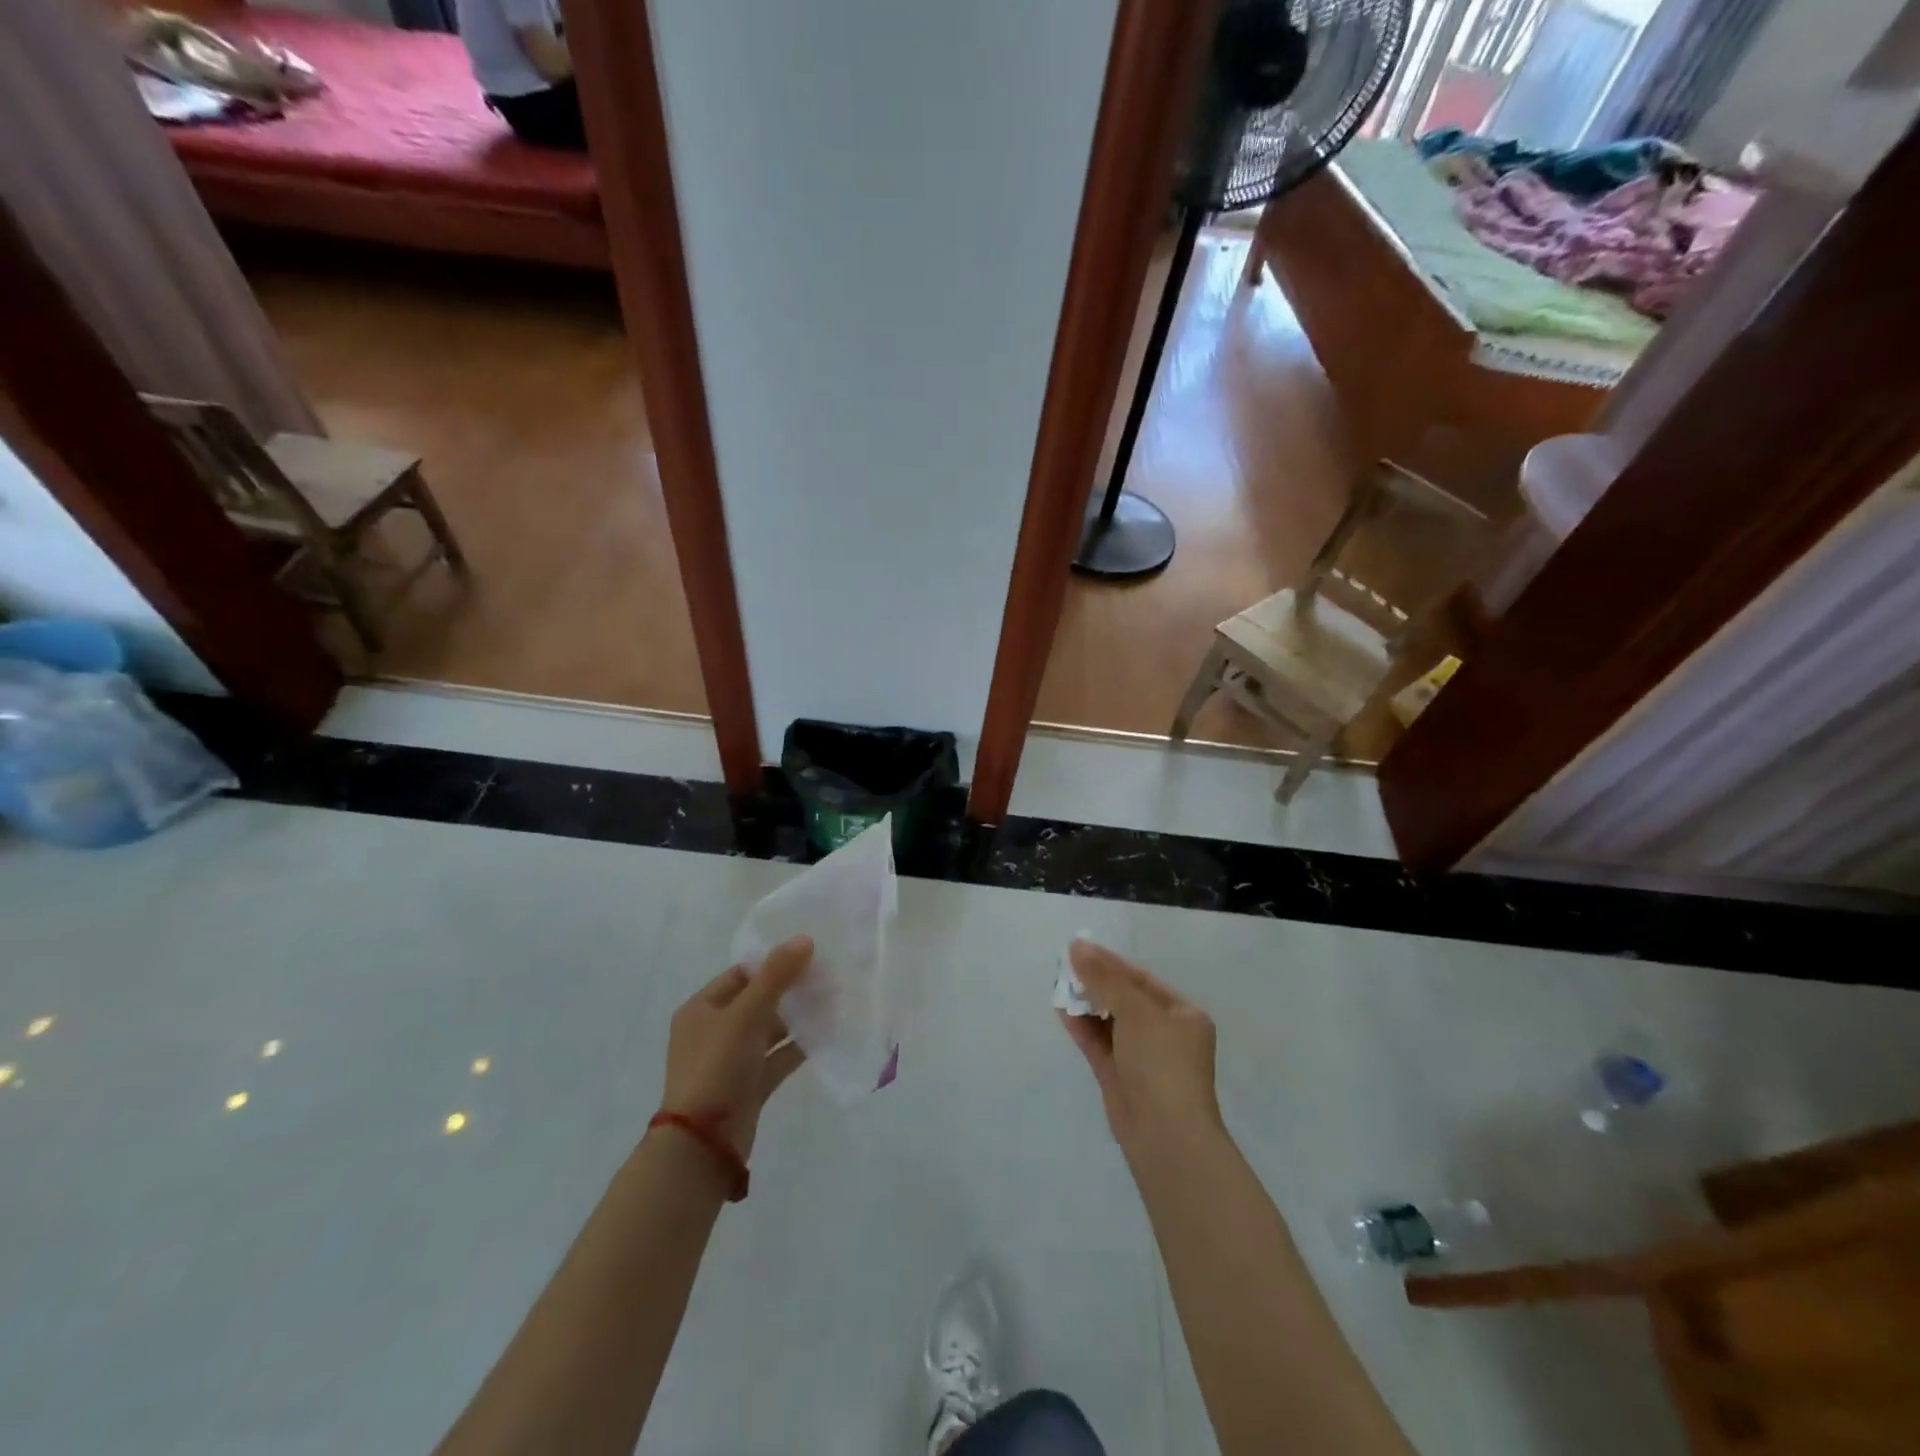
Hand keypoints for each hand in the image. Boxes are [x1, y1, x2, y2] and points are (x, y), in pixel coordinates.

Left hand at [660, 934, 811, 1160]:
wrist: (703, 1144)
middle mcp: (714, 1031)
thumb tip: (804, 938)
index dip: (772, 964)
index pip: (740, 975)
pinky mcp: (749, 1086)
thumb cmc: (717, 1067)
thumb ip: (776, 976)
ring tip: (832, 1001)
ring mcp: (731, 1061)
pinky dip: (798, 1047)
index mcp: (701, 1009)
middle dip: (790, 990)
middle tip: (826, 977)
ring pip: (769, 1031)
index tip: (808, 955)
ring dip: (796, 1018)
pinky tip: (826, 1034)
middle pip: (757, 1001)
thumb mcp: (746, 1015)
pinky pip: (777, 1058)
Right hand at [1058, 939, 1222, 1162]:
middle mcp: (1165, 1034)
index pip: (1142, 980)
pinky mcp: (1121, 1078)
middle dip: (1096, 983)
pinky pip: (1099, 1044)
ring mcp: (1142, 1058)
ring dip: (1086, 1004)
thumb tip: (1078, 947)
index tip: (1080, 948)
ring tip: (1059, 983)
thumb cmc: (1161, 1063)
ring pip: (1110, 1022)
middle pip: (1125, 999)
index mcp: (1183, 1015)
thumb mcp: (1136, 1011)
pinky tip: (1061, 1010)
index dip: (1110, 963)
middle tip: (1065, 965)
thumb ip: (1105, 978)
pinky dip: (1082, 1027)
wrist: (1165, 1136)